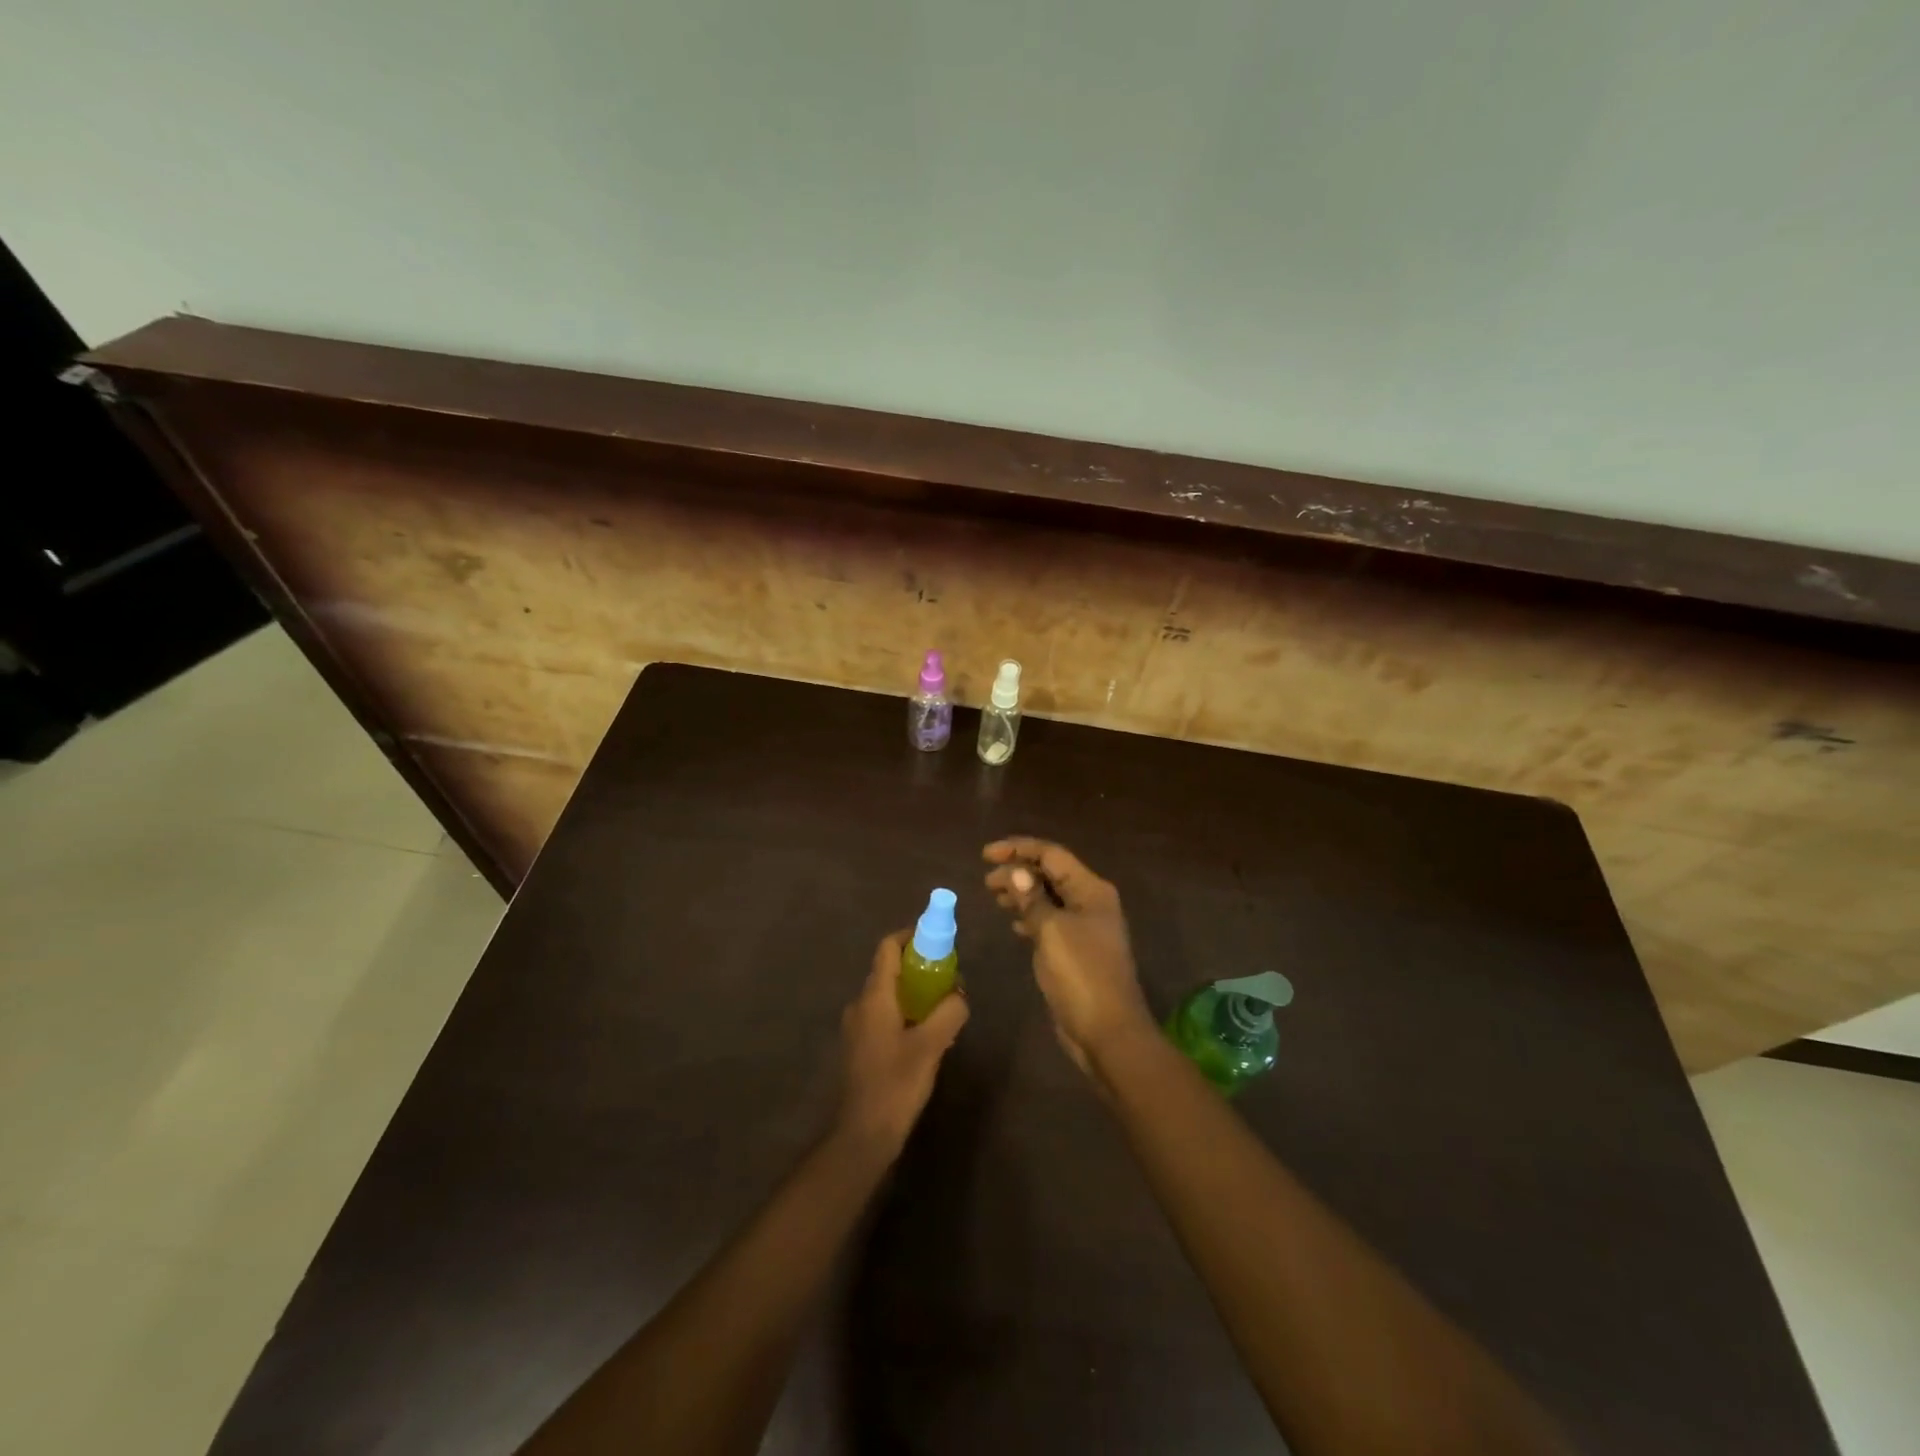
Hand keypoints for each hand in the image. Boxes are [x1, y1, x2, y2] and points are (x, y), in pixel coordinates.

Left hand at [836, 930, 969, 1153]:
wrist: (862, 1135)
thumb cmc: (895, 1084)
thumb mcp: (931, 1045)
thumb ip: (949, 1012)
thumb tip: (959, 994)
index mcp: (874, 996)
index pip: (888, 947)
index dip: (911, 935)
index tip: (937, 938)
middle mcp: (861, 1004)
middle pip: (889, 968)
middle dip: (919, 964)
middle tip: (949, 975)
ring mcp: (857, 1026)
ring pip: (888, 993)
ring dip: (914, 990)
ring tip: (943, 1004)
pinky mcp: (861, 1047)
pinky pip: (885, 1014)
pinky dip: (906, 1010)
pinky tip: (926, 1032)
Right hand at [983, 839, 1154, 1078]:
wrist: (1108, 1031)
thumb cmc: (1081, 975)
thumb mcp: (1051, 931)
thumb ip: (1032, 898)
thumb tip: (1017, 871)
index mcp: (1090, 890)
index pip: (1051, 855)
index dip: (1018, 849)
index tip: (985, 855)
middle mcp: (1090, 902)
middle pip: (1050, 874)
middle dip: (1018, 871)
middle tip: (987, 881)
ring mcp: (1085, 927)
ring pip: (1048, 897)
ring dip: (1022, 893)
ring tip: (994, 896)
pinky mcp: (1076, 950)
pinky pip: (1050, 921)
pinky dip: (1030, 916)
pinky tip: (1013, 924)